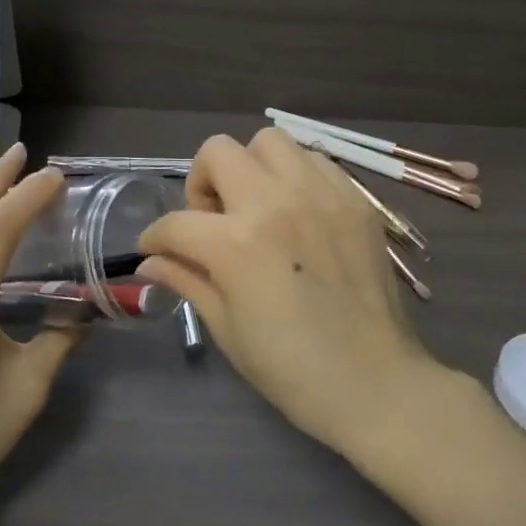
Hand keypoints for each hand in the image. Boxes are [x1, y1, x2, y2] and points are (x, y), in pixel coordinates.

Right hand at [137, 129, 443, 455]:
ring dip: (250, 168)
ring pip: (269, 141)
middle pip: (217, 152)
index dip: (155, 238)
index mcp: (236, 243)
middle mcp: (276, 202)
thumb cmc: (290, 368)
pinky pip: (314, 160)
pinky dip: (295, 175)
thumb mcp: (226, 328)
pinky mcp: (355, 199)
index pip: (175, 222)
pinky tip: (297, 212)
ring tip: (258, 207)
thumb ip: (187, 280)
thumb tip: (150, 262)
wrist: (374, 383)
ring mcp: (321, 194)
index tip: (156, 249)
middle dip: (201, 183)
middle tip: (213, 220)